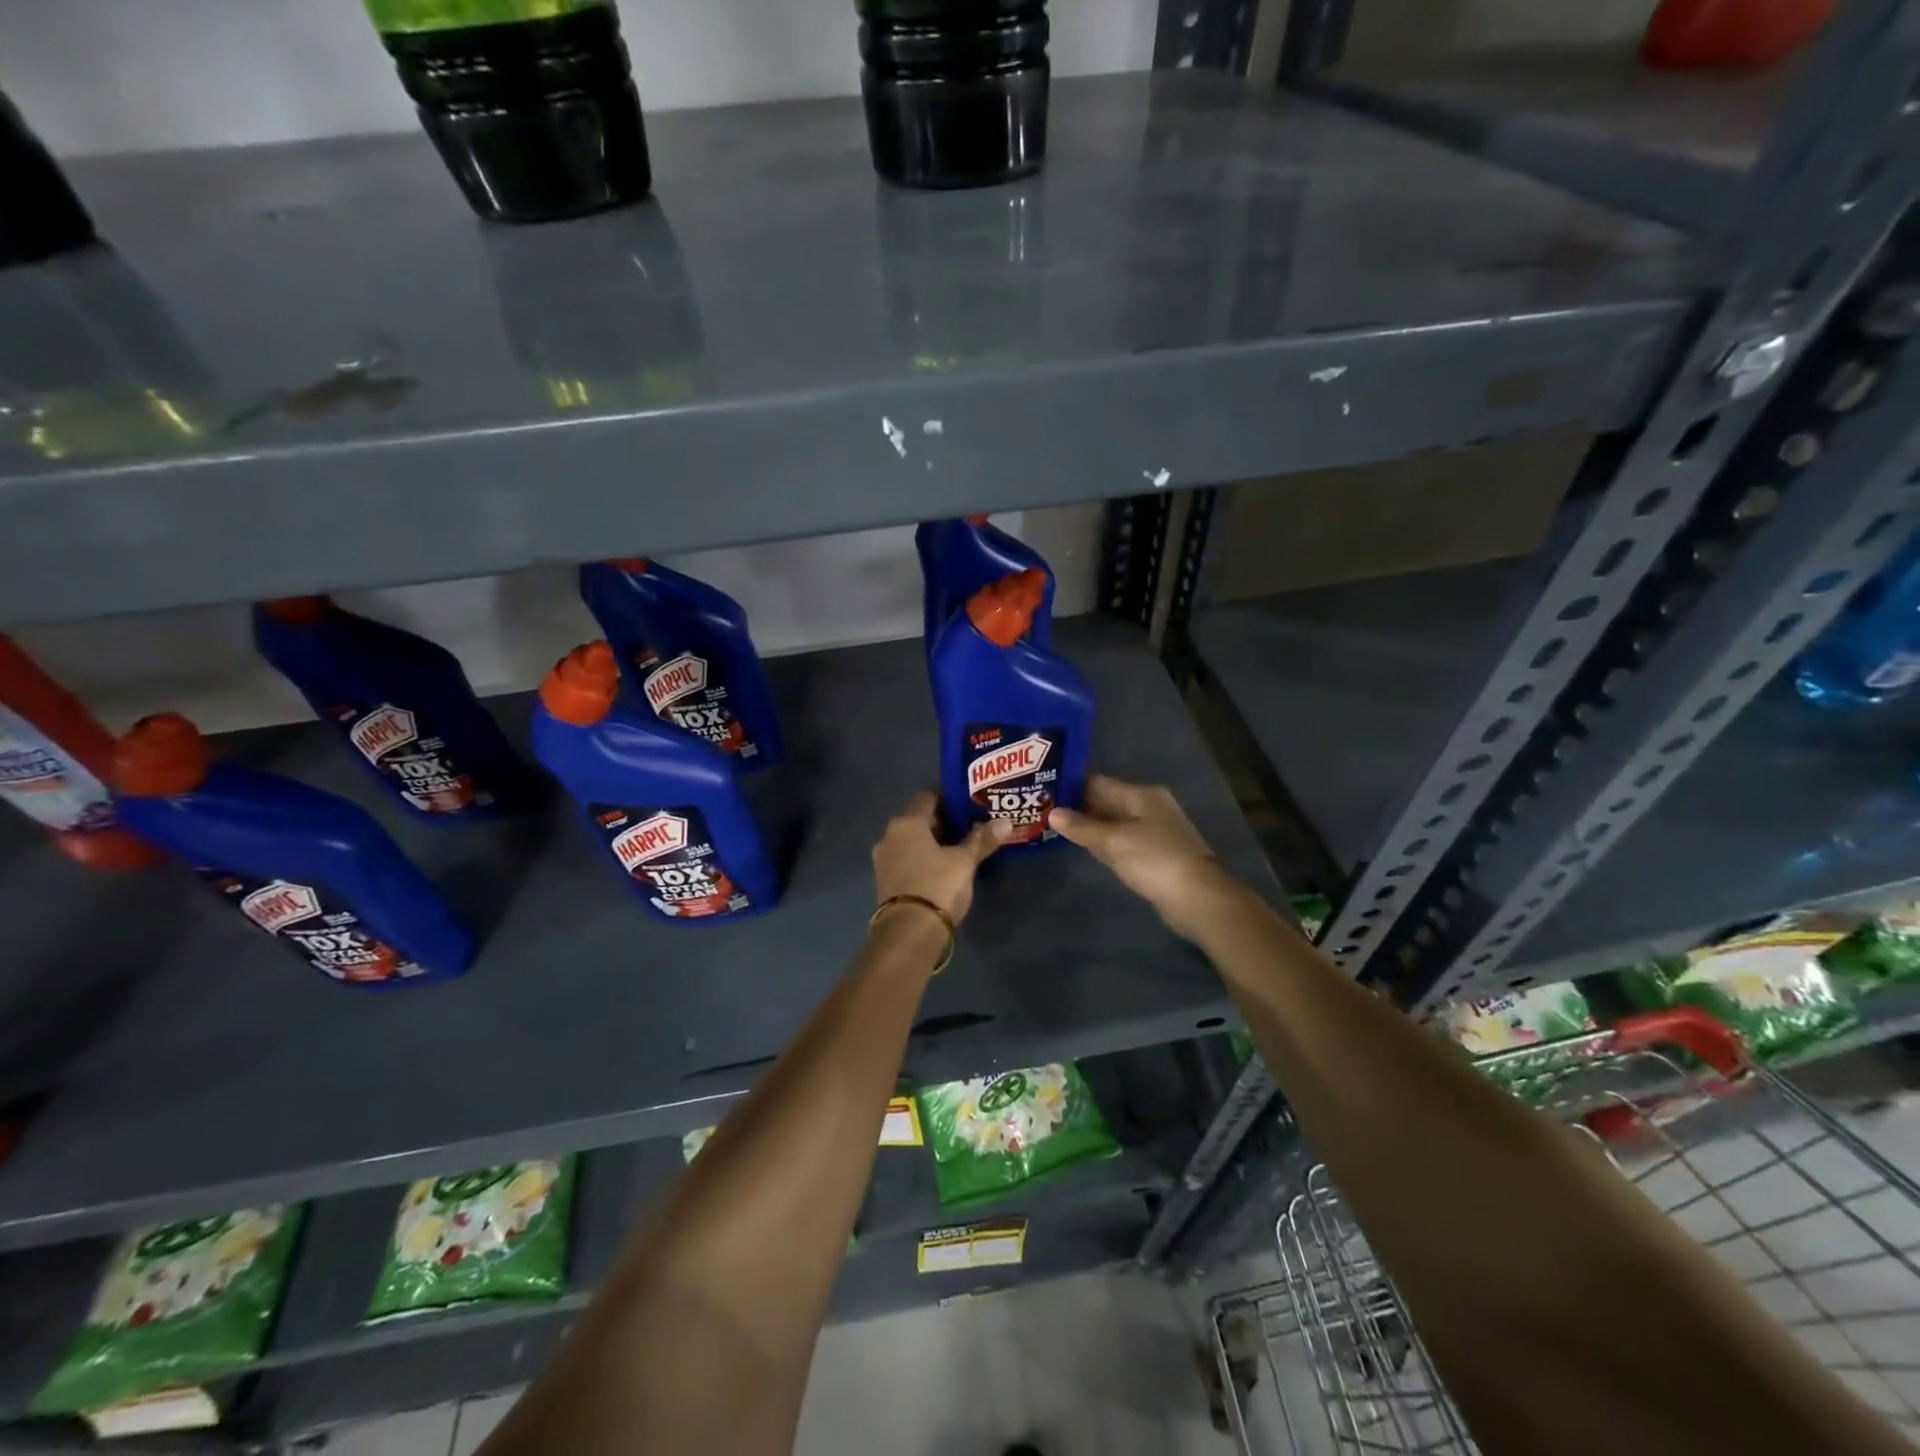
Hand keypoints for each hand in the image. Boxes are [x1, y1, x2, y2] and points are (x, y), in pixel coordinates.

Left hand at [872, 790, 1011, 923]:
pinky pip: (906, 858)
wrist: (908, 932)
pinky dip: (922, 857)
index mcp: (907, 823)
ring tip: (959, 847)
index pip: (927, 796)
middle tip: (969, 826)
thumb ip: (982, 839)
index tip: (968, 802)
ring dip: (932, 841)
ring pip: (911, 840)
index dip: (948, 797)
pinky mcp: (885, 880)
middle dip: (943, 821)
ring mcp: (884, 859)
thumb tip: (1005, 822)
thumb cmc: (937, 886)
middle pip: (918, 819)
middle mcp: (890, 835)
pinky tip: (942, 867)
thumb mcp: (964, 862)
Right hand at [1049, 774, 1235, 940]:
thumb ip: (1082, 827)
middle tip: (1043, 807)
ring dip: (1089, 826)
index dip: (1073, 785)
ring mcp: (1152, 833)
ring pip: (1113, 824)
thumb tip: (1052, 813)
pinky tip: (1083, 847)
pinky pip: (1120, 843)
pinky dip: (1103, 843)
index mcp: (1142, 795)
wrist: (1197, 898)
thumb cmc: (1154, 860)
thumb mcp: (1114, 841)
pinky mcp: (1152, 856)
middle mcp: (1148, 808)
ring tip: (1054, 825)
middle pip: (1107, 802)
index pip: (1100, 782)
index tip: (1044, 787)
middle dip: (1078, 806)